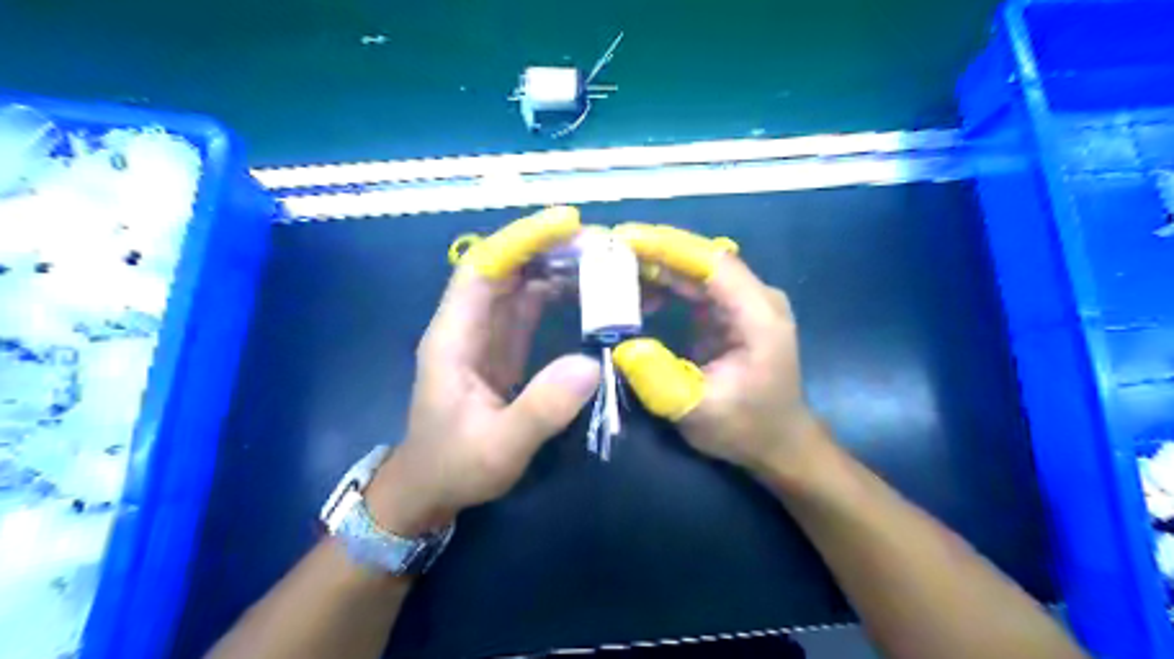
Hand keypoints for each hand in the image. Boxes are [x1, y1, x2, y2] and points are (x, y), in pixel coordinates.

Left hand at [368, 209, 603, 537]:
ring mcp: (485, 335)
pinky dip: (557, 292)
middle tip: (600, 243)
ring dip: (555, 266)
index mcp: (452, 338)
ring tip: (601, 261)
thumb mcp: (499, 447)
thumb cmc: (455, 466)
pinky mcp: (502, 348)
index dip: (521, 241)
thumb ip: (541, 409)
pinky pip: (529, 307)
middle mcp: (467, 326)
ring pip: (518, 284)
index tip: (566, 224)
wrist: (432, 488)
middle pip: (504, 268)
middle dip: (547, 248)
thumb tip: (591, 365)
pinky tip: (587, 291)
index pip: (482, 270)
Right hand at [616, 226, 822, 484]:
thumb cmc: (746, 428)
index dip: (669, 247)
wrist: (778, 443)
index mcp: (759, 316)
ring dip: (657, 265)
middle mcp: (756, 298)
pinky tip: (637, 293)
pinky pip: (695, 287)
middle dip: (656, 251)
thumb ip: (660, 379)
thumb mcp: (699, 411)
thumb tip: (623, 345)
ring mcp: (745, 303)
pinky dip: (665, 285)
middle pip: (703, 259)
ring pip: (697, 270)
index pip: (713, 263)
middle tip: (608, 248)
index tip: (625, 237)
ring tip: (614, 268)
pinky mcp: (731, 312)